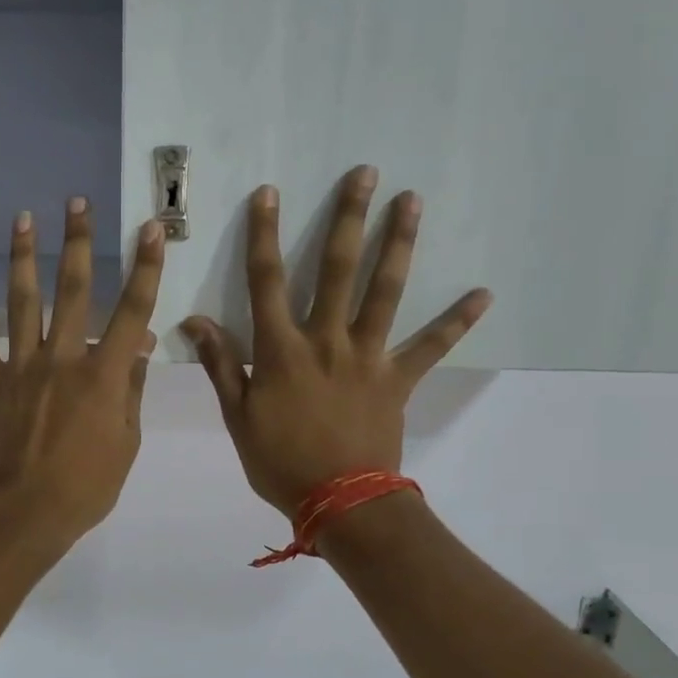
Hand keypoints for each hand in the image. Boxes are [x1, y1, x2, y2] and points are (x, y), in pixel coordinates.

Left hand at [0, 199, 164, 552]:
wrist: (24, 512)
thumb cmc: (86, 486)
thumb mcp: (127, 442)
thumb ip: (131, 390)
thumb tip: (141, 349)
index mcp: (103, 375)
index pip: (132, 311)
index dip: (144, 267)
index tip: (149, 228)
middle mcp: (63, 358)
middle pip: (73, 291)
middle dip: (78, 243)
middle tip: (77, 203)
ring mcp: (22, 367)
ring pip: (22, 302)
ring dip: (24, 257)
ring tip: (22, 219)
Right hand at [182, 167, 491, 517]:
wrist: (340, 503)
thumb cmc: (280, 461)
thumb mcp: (238, 417)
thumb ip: (221, 364)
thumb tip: (193, 320)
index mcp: (282, 350)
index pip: (267, 281)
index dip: (264, 234)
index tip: (269, 192)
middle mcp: (327, 341)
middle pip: (337, 269)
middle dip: (348, 218)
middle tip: (365, 174)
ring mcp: (368, 356)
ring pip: (384, 291)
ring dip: (399, 244)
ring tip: (412, 200)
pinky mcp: (398, 378)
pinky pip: (432, 346)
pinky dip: (457, 321)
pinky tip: (484, 294)